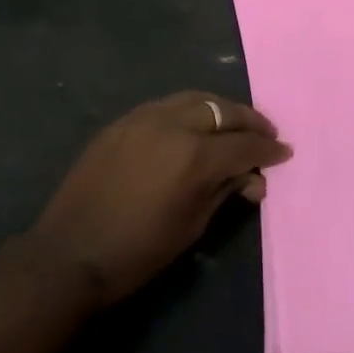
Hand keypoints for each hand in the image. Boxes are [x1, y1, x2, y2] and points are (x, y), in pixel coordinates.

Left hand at [32, 92, 291, 306]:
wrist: (69, 253)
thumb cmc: (138, 252)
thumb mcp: (192, 226)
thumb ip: (225, 192)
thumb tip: (253, 179)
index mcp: (194, 156)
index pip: (243, 145)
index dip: (267, 150)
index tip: (284, 152)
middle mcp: (172, 125)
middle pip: (222, 110)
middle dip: (249, 121)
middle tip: (266, 132)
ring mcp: (143, 118)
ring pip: (194, 99)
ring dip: (220, 109)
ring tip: (234, 123)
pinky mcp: (122, 122)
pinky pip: (165, 106)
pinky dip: (188, 110)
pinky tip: (194, 125)